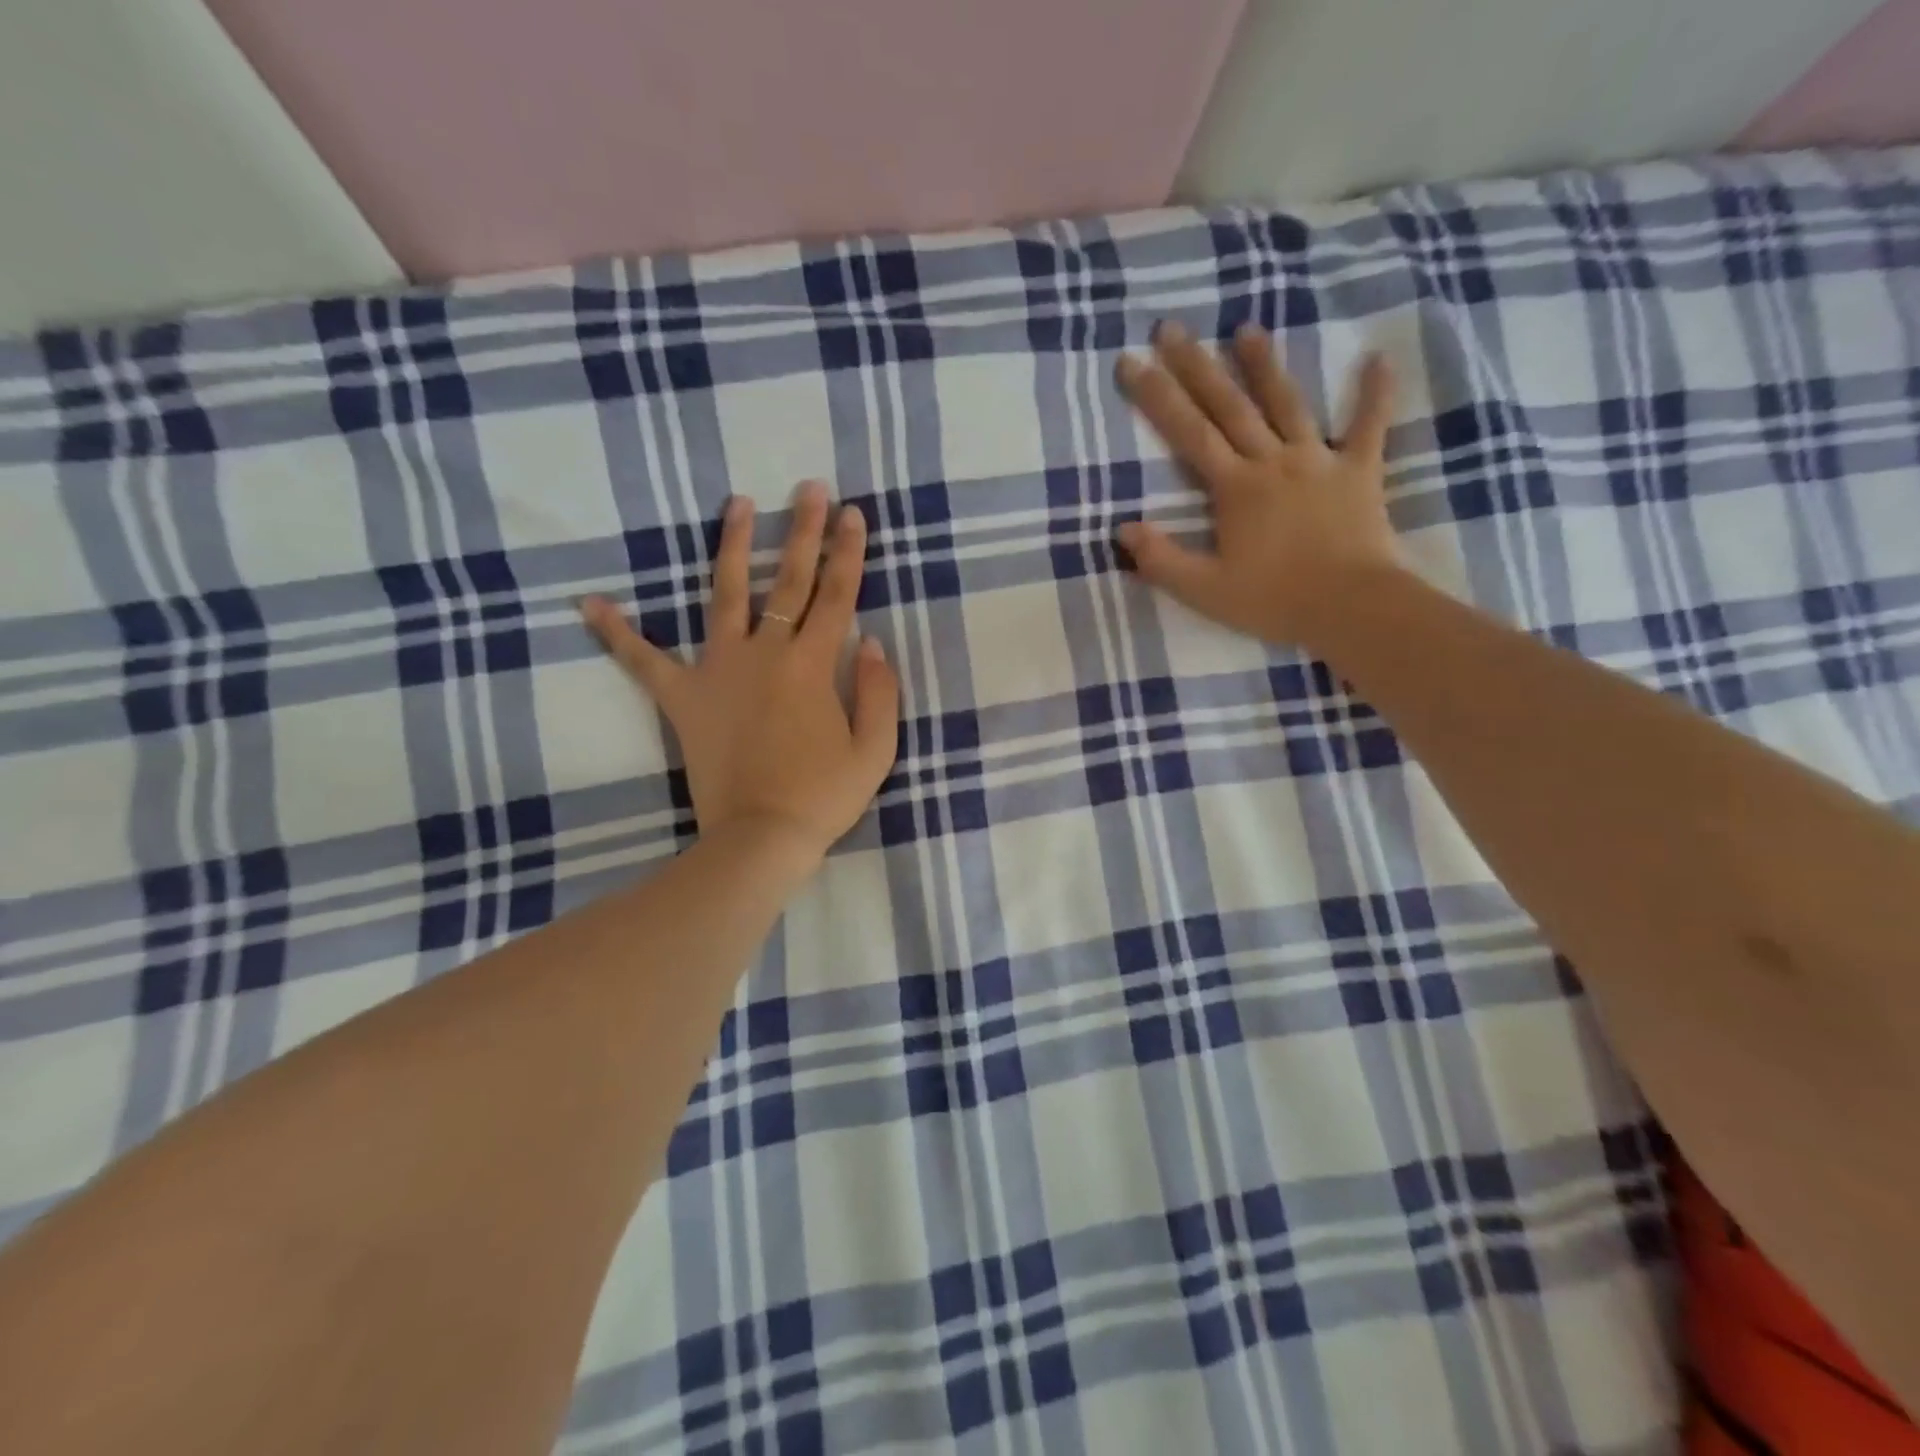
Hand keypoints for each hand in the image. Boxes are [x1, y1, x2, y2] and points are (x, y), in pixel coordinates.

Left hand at [580, 480, 899, 864]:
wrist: (760, 838)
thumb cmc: (823, 797)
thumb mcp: (875, 750)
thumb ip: (879, 691)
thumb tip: (871, 642)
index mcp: (814, 666)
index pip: (837, 596)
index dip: (849, 553)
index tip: (854, 515)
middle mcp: (766, 654)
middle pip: (788, 581)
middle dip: (803, 531)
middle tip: (809, 488)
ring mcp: (719, 671)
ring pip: (724, 596)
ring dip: (732, 547)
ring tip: (737, 504)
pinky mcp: (683, 698)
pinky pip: (644, 660)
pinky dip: (617, 633)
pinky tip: (589, 603)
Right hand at [1115, 320, 1408, 652]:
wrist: (1350, 606)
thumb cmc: (1274, 600)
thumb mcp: (1204, 590)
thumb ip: (1161, 560)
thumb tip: (1124, 529)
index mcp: (1234, 488)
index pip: (1187, 433)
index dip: (1155, 397)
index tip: (1130, 361)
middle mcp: (1272, 461)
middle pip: (1229, 405)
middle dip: (1196, 366)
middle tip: (1171, 328)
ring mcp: (1318, 461)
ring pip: (1288, 403)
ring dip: (1265, 365)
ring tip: (1245, 327)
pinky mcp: (1359, 472)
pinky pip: (1369, 426)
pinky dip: (1374, 393)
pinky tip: (1379, 359)